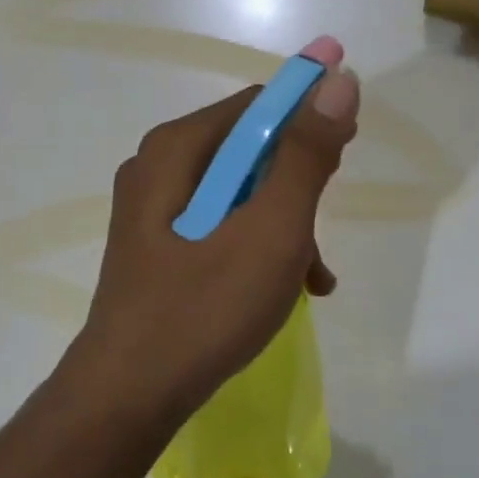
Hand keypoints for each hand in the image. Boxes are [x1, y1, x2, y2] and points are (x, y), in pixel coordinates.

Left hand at [73, 65, 360, 418]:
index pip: (257, 105)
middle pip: (248, 151)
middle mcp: (158, 168)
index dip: (309, 115)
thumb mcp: (270, 230)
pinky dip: (257, 248)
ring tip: (313, 276)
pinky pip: (220, 228)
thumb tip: (337, 82)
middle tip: (325, 222)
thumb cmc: (204, 308)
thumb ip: (306, 156)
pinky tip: (288, 289)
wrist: (129, 396)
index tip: (349, 147)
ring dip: (284, 225)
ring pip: (239, 195)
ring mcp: (152, 212)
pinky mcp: (157, 249)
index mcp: (176, 149)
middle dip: (298, 184)